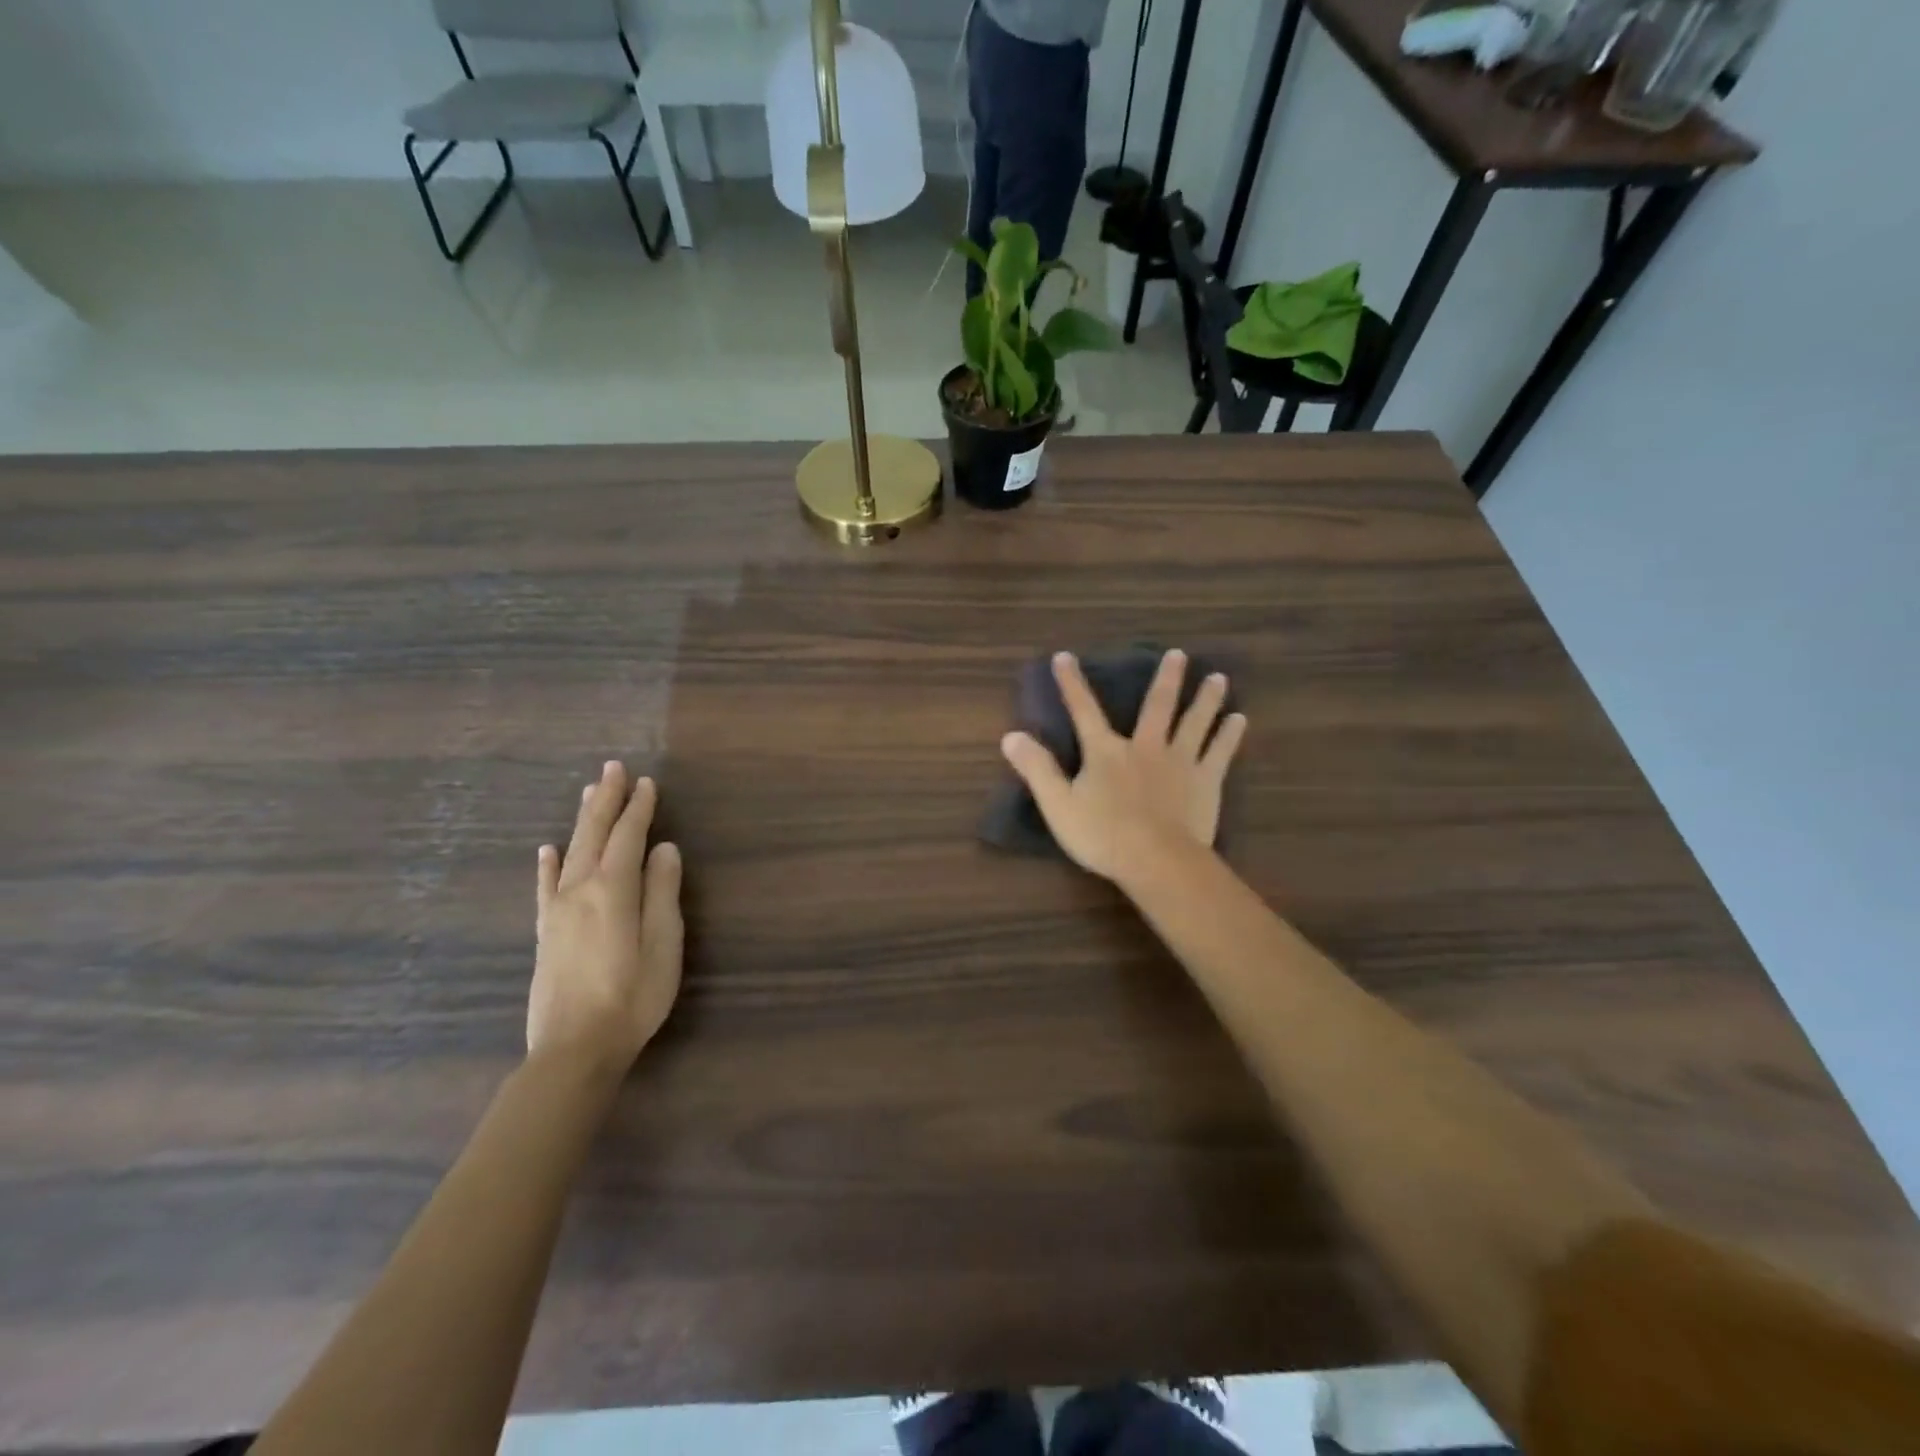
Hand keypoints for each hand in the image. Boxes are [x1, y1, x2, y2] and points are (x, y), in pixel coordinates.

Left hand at [528, 761, 683, 1073]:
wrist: (574, 1049)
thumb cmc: (633, 997)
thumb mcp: (663, 945)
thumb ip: (663, 893)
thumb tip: (664, 849)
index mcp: (613, 891)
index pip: (628, 837)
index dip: (639, 808)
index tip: (647, 783)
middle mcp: (580, 890)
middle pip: (594, 835)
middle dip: (606, 800)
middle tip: (613, 768)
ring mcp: (557, 911)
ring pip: (570, 852)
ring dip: (581, 820)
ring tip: (588, 792)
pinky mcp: (545, 933)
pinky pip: (545, 887)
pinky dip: (548, 864)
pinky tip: (547, 850)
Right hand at [1001, 650, 1246, 885]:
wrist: (1156, 860)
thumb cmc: (1102, 835)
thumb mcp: (1058, 804)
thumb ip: (1036, 769)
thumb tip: (1010, 735)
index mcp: (1106, 752)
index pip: (1083, 711)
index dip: (1071, 684)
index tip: (1065, 657)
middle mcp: (1145, 747)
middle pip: (1157, 706)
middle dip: (1166, 679)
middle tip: (1179, 654)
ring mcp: (1180, 762)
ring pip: (1194, 722)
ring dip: (1205, 699)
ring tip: (1218, 677)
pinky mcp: (1205, 781)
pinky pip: (1219, 752)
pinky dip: (1229, 735)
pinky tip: (1239, 720)